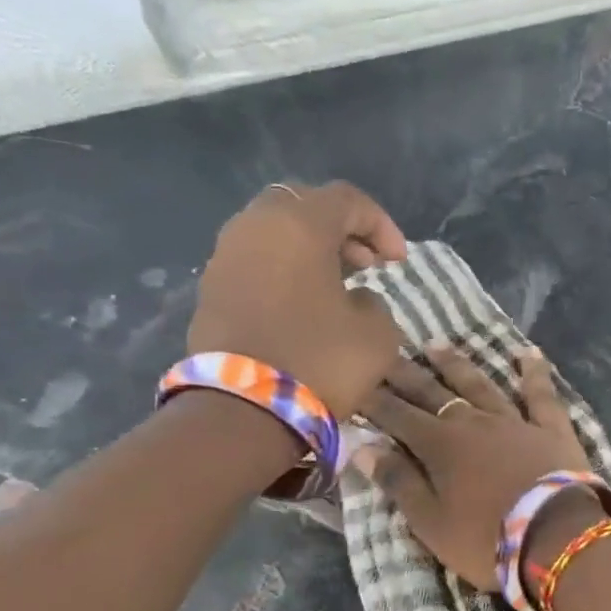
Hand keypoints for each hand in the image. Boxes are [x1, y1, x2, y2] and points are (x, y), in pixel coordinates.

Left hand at [186, 181, 407, 416]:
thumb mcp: (378, 334)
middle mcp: (254, 226)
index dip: (381, 225)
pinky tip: (303, 306)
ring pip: (274, 233)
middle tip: (366, 265)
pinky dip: (283, 272)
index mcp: (298, 224)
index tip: (399, 263)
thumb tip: (353, 300)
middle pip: (303, 206)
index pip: (346, 199)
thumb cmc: (320, 361)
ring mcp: (225, 257)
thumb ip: (374, 303)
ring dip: (309, 251)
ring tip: (337, 286)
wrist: (244, 410)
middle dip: (340, 230)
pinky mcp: (210, 290)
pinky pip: (255, 263)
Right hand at [357, 346, 592, 591]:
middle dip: (406, 374)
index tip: (355, 382)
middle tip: (385, 353)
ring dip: (456, 365)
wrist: (557, 537)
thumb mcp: (431, 523)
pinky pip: (541, 394)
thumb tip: (363, 447)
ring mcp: (515, 421)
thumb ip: (399, 482)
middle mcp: (474, 422)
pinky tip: (527, 352)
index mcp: (440, 445)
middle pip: (433, 392)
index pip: (398, 416)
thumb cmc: (487, 539)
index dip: (374, 400)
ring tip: (436, 344)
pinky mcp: (552, 429)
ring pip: (480, 385)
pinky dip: (534, 372)